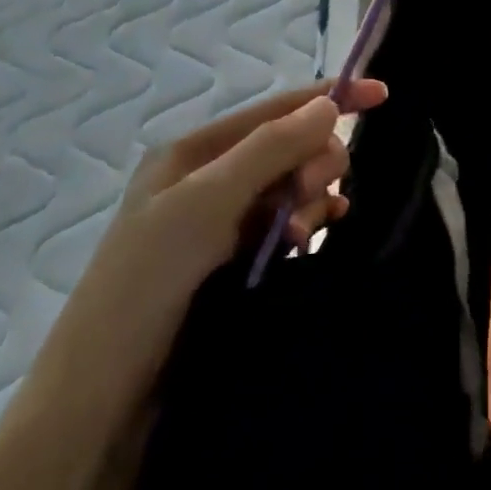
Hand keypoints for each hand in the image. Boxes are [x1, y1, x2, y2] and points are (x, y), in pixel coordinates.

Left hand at [120, 77, 388, 269]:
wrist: (106, 394)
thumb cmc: (148, 280)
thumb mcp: (206, 201)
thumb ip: (270, 149)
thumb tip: (330, 105)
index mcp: (194, 152)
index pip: (275, 110)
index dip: (329, 98)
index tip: (383, 95)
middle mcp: (212, 179)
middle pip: (291, 149)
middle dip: (312, 164)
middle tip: (307, 196)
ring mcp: (225, 222)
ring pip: (295, 189)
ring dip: (309, 202)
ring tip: (299, 237)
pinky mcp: (238, 260)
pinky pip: (290, 225)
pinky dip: (307, 226)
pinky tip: (316, 237)